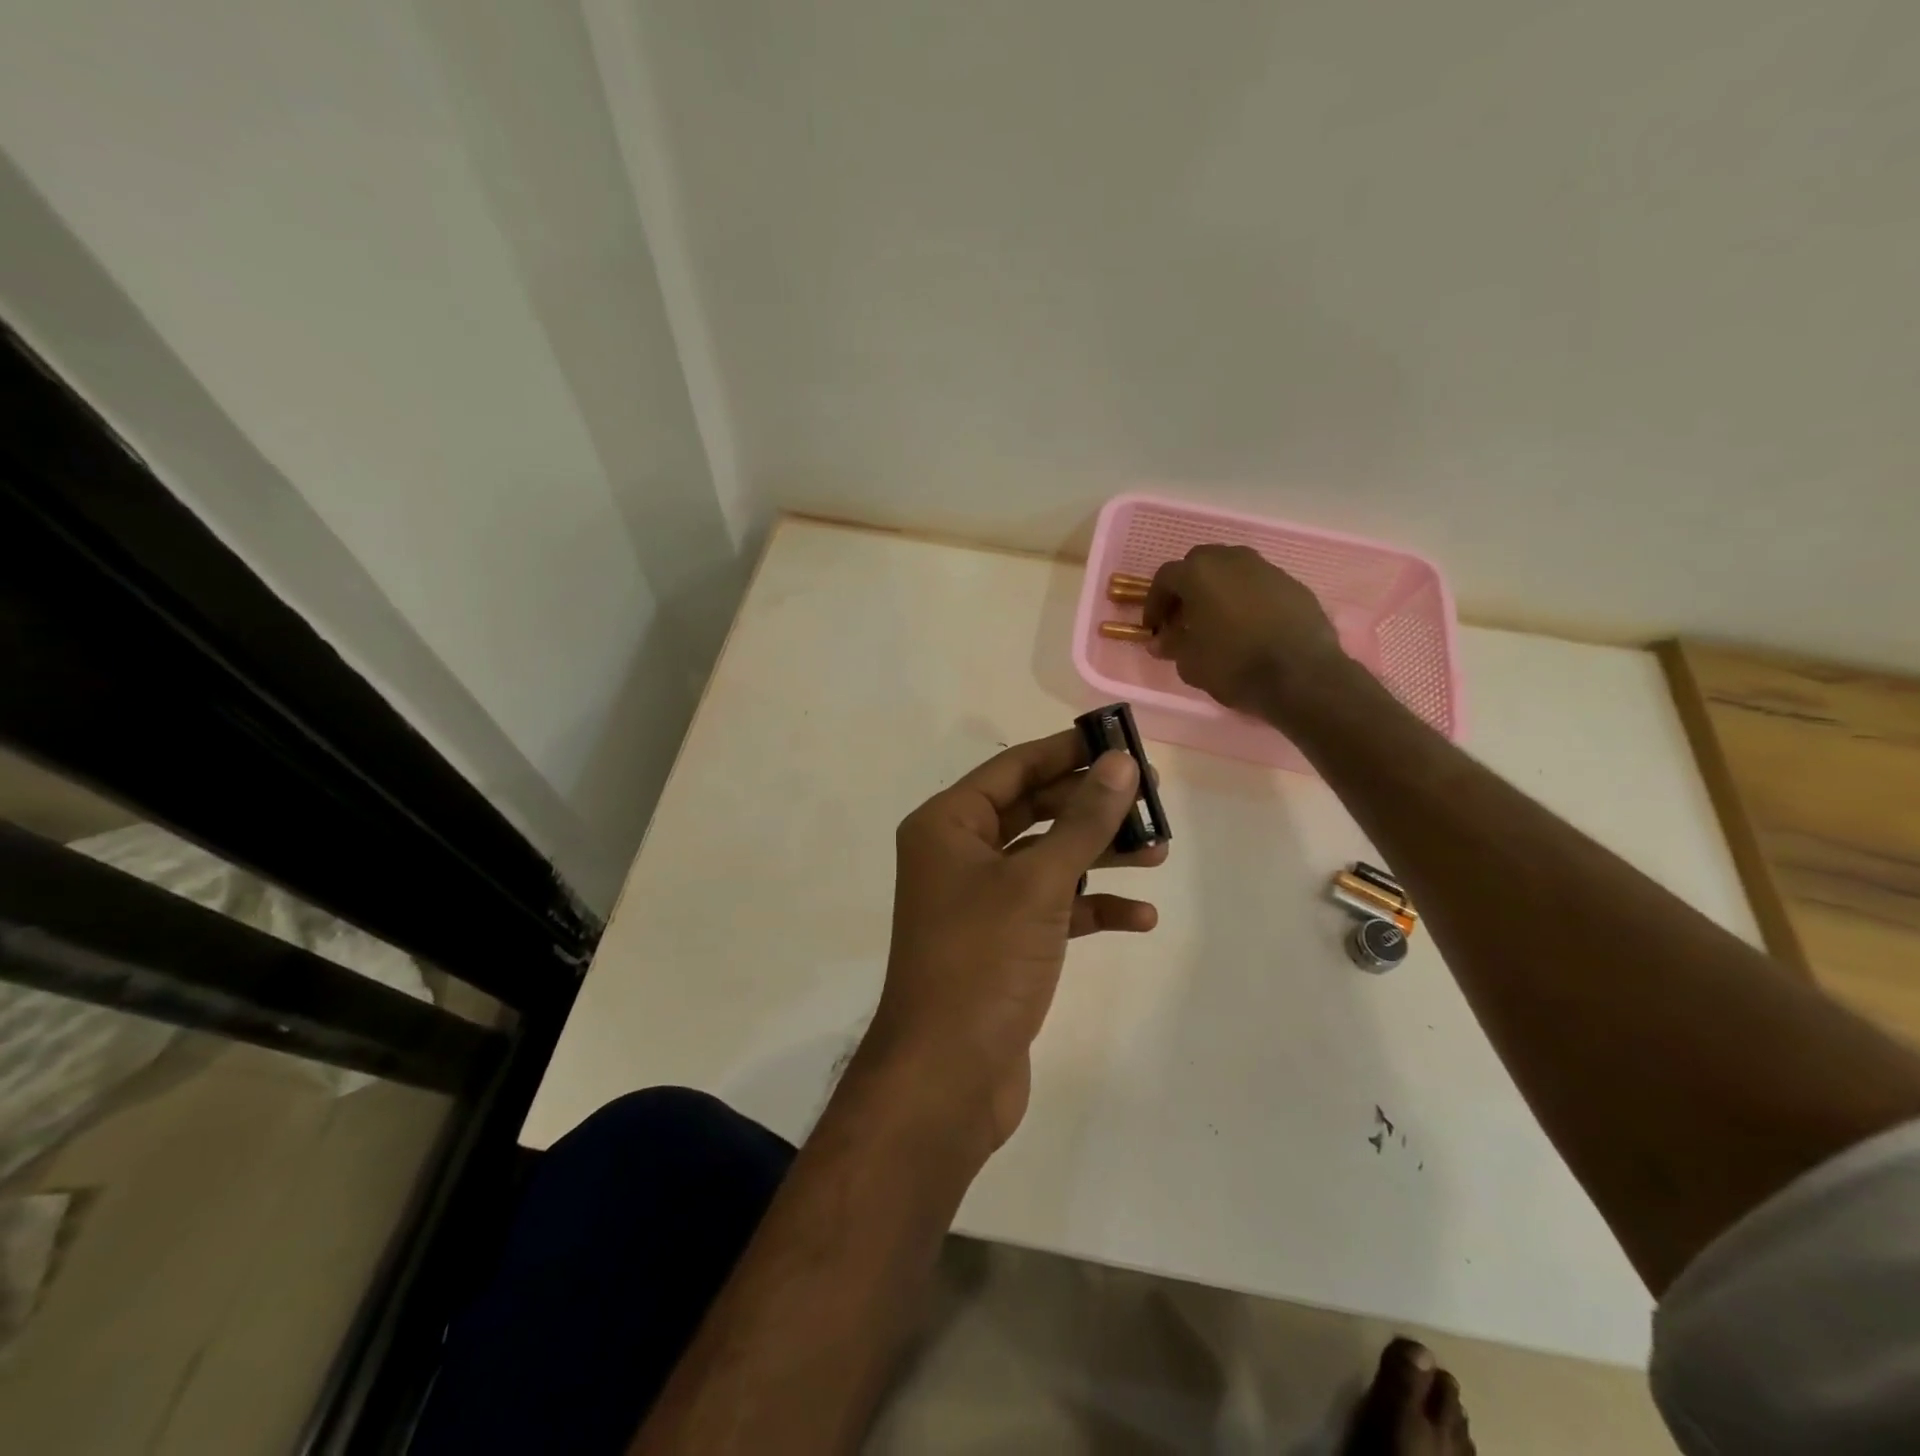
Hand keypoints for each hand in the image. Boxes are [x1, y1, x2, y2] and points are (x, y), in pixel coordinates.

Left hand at [868, 730, 1168, 1152]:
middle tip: (1151, 797)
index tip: (1119, 739)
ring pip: (1047, 860)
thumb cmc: (983, 960)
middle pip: (1033, 810)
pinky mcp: (1002, 942)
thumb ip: (1082, 820)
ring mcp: (979, 901)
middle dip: (1091, 806)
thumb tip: (1120, 763)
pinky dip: (1091, 908)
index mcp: (948, 825)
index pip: (1013, 768)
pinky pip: (1052, 908)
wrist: (947, 1076)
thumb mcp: (1038, 882)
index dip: (1066, 750)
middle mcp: (958, 854)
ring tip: (1159, 852)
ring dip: (1100, 855)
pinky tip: (1140, 917)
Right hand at [1143, 544, 1347, 718]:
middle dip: (1187, 588)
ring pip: (1232, 570)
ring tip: (1217, 621)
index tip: (1154, 628)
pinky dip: (1247, 599)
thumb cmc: (1233, 664)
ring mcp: (1267, 569)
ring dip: (1219, 590)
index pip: (1165, 578)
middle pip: (1200, 564)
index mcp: (1199, 573)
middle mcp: (1232, 560)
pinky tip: (1249, 626)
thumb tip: (1161, 640)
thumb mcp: (1189, 662)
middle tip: (1184, 618)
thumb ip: (1172, 645)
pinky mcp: (1293, 584)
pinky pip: (1259, 585)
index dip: (1155, 603)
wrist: (1300, 675)